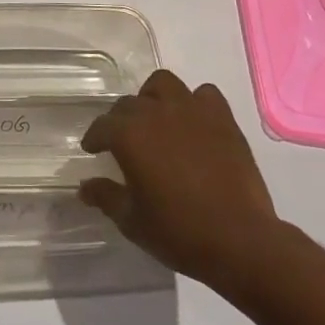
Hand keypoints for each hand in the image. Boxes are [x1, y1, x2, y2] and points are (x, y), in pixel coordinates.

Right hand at [78, 69, 279, 286]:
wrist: (239, 240)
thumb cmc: (179, 232)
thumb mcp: (133, 221)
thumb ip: (106, 196)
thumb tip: (85, 187)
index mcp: (129, 134)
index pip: (102, 126)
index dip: (94, 138)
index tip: (93, 149)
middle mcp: (156, 112)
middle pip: (130, 104)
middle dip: (121, 120)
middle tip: (124, 142)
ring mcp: (191, 110)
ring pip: (163, 84)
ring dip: (154, 97)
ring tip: (156, 119)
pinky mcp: (222, 118)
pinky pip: (204, 95)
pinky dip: (195, 103)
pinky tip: (194, 123)